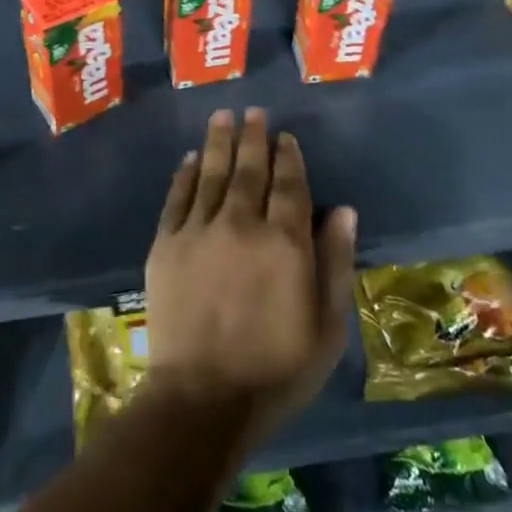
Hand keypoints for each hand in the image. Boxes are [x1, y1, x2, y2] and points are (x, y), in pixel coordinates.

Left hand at [144, 109, 356, 442]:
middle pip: (250, 170)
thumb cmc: (276, 370)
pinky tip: (191, 157)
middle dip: (253, 138)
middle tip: (254, 113)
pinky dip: (186, 173)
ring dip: (219, 142)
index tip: (285, 136)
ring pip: (213, 174)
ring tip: (223, 116)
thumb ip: (335, 262)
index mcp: (285, 242)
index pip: (290, 185)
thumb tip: (345, 210)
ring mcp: (200, 232)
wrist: (203, 399)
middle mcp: (242, 224)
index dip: (288, 157)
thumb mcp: (326, 327)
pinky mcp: (166, 245)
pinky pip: (177, 198)